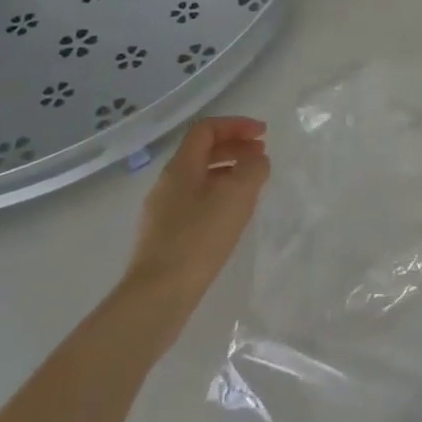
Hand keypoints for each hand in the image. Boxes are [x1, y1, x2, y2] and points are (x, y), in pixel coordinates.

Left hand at [120, 116, 268, 321]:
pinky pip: (196, 200)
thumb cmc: (199, 239)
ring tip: (252, 185)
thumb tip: (256, 160)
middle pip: (202, 151)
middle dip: (235, 147)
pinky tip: (233, 215)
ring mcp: (163, 211)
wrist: (157, 297)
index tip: (263, 134)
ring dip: (228, 171)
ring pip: (200, 177)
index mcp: (180, 167)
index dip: (236, 125)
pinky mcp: (165, 235)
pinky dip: (219, 195)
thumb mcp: (237, 195)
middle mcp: (167, 183)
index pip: (206, 129)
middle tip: (262, 156)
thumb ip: (253, 168)